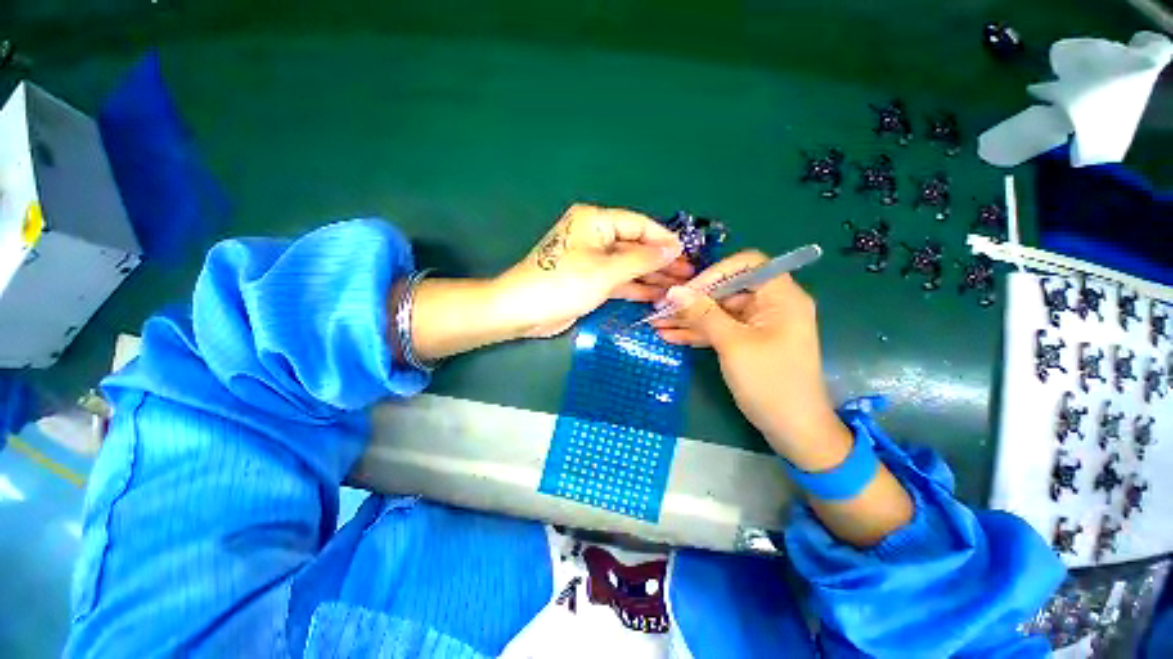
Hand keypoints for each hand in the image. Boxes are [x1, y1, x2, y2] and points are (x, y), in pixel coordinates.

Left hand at [496, 203, 693, 336]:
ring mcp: (593, 260)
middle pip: (635, 245)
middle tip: (688, 274)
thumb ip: (641, 259)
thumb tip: (672, 248)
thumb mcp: (606, 270)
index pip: (638, 224)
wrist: (524, 311)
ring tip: (679, 287)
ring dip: (651, 276)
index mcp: (595, 221)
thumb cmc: (564, 284)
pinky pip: (618, 280)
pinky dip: (635, 287)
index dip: (663, 239)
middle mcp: (595, 236)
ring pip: (628, 265)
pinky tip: (657, 296)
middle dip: (660, 260)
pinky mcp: (590, 280)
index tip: (686, 253)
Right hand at [659, 251, 914, 546]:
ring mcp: (757, 325)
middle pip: (727, 290)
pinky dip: (697, 334)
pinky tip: (669, 336)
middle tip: (661, 308)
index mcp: (781, 297)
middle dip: (693, 300)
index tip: (688, 290)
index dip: (715, 272)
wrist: (793, 430)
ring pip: (719, 313)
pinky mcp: (747, 342)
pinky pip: (720, 330)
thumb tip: (674, 292)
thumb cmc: (770, 382)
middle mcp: (771, 305)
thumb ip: (703, 314)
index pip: (747, 265)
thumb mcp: (733, 344)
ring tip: (657, 323)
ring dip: (689, 319)